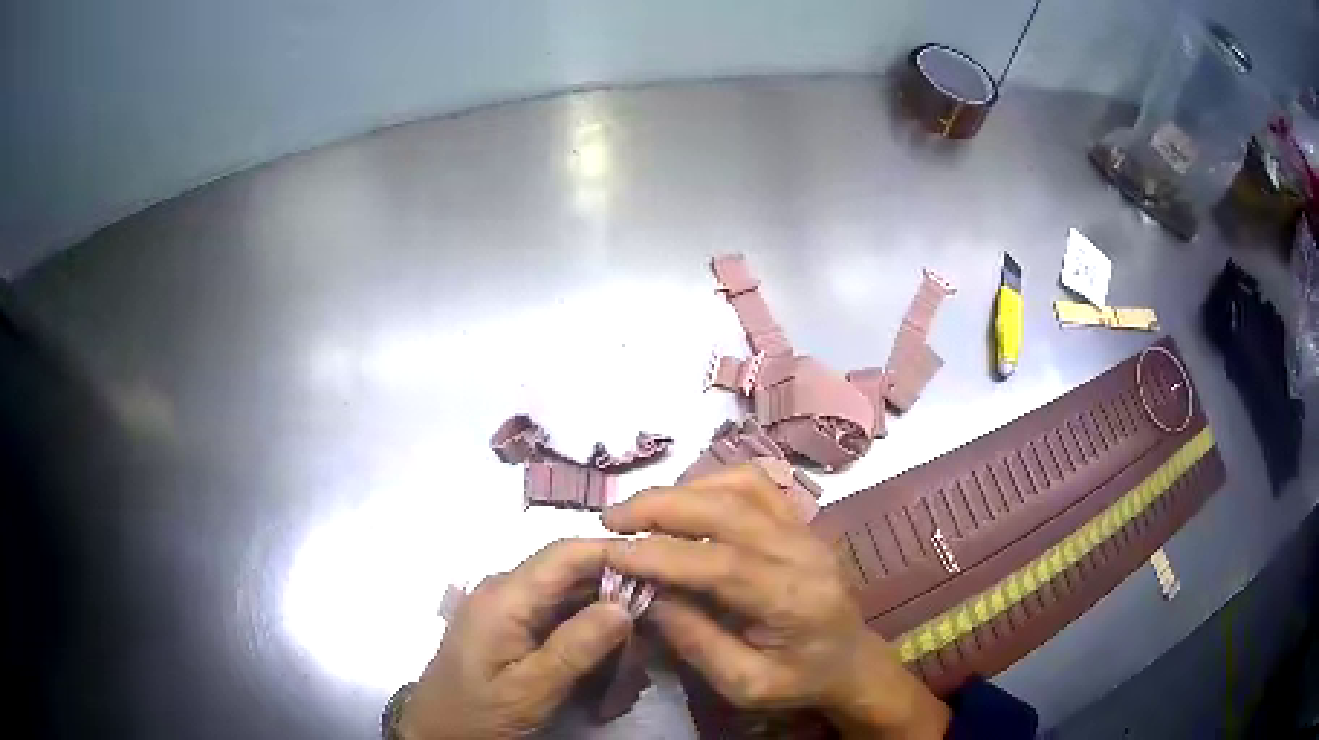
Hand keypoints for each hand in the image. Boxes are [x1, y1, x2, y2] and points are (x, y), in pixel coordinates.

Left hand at [399, 539, 632, 739]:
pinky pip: (557, 618)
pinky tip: (604, 666)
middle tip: (653, 632)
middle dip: (616, 598)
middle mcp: (505, 590)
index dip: (614, 553)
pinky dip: (586, 636)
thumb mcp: (530, 689)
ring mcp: (507, 608)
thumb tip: (624, 605)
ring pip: (570, 599)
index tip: (660, 572)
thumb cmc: (479, 713)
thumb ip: (575, 647)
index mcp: (505, 596)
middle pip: (573, 575)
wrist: (437, 731)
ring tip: (630, 662)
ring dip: (604, 624)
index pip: (566, 553)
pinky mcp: (510, 626)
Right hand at [602, 466, 948, 738]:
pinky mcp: (800, 519)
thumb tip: (646, 594)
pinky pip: (755, 482)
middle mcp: (804, 551)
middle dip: (660, 506)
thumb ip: (696, 641)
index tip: (610, 552)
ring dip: (682, 490)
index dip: (660, 554)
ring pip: (740, 484)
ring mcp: (806, 528)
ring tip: (639, 512)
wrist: (850, 660)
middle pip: (728, 508)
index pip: (720, 564)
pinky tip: (684, 502)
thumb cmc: (799, 679)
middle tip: (610, 520)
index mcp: (794, 600)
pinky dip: (711, 482)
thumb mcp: (744, 683)